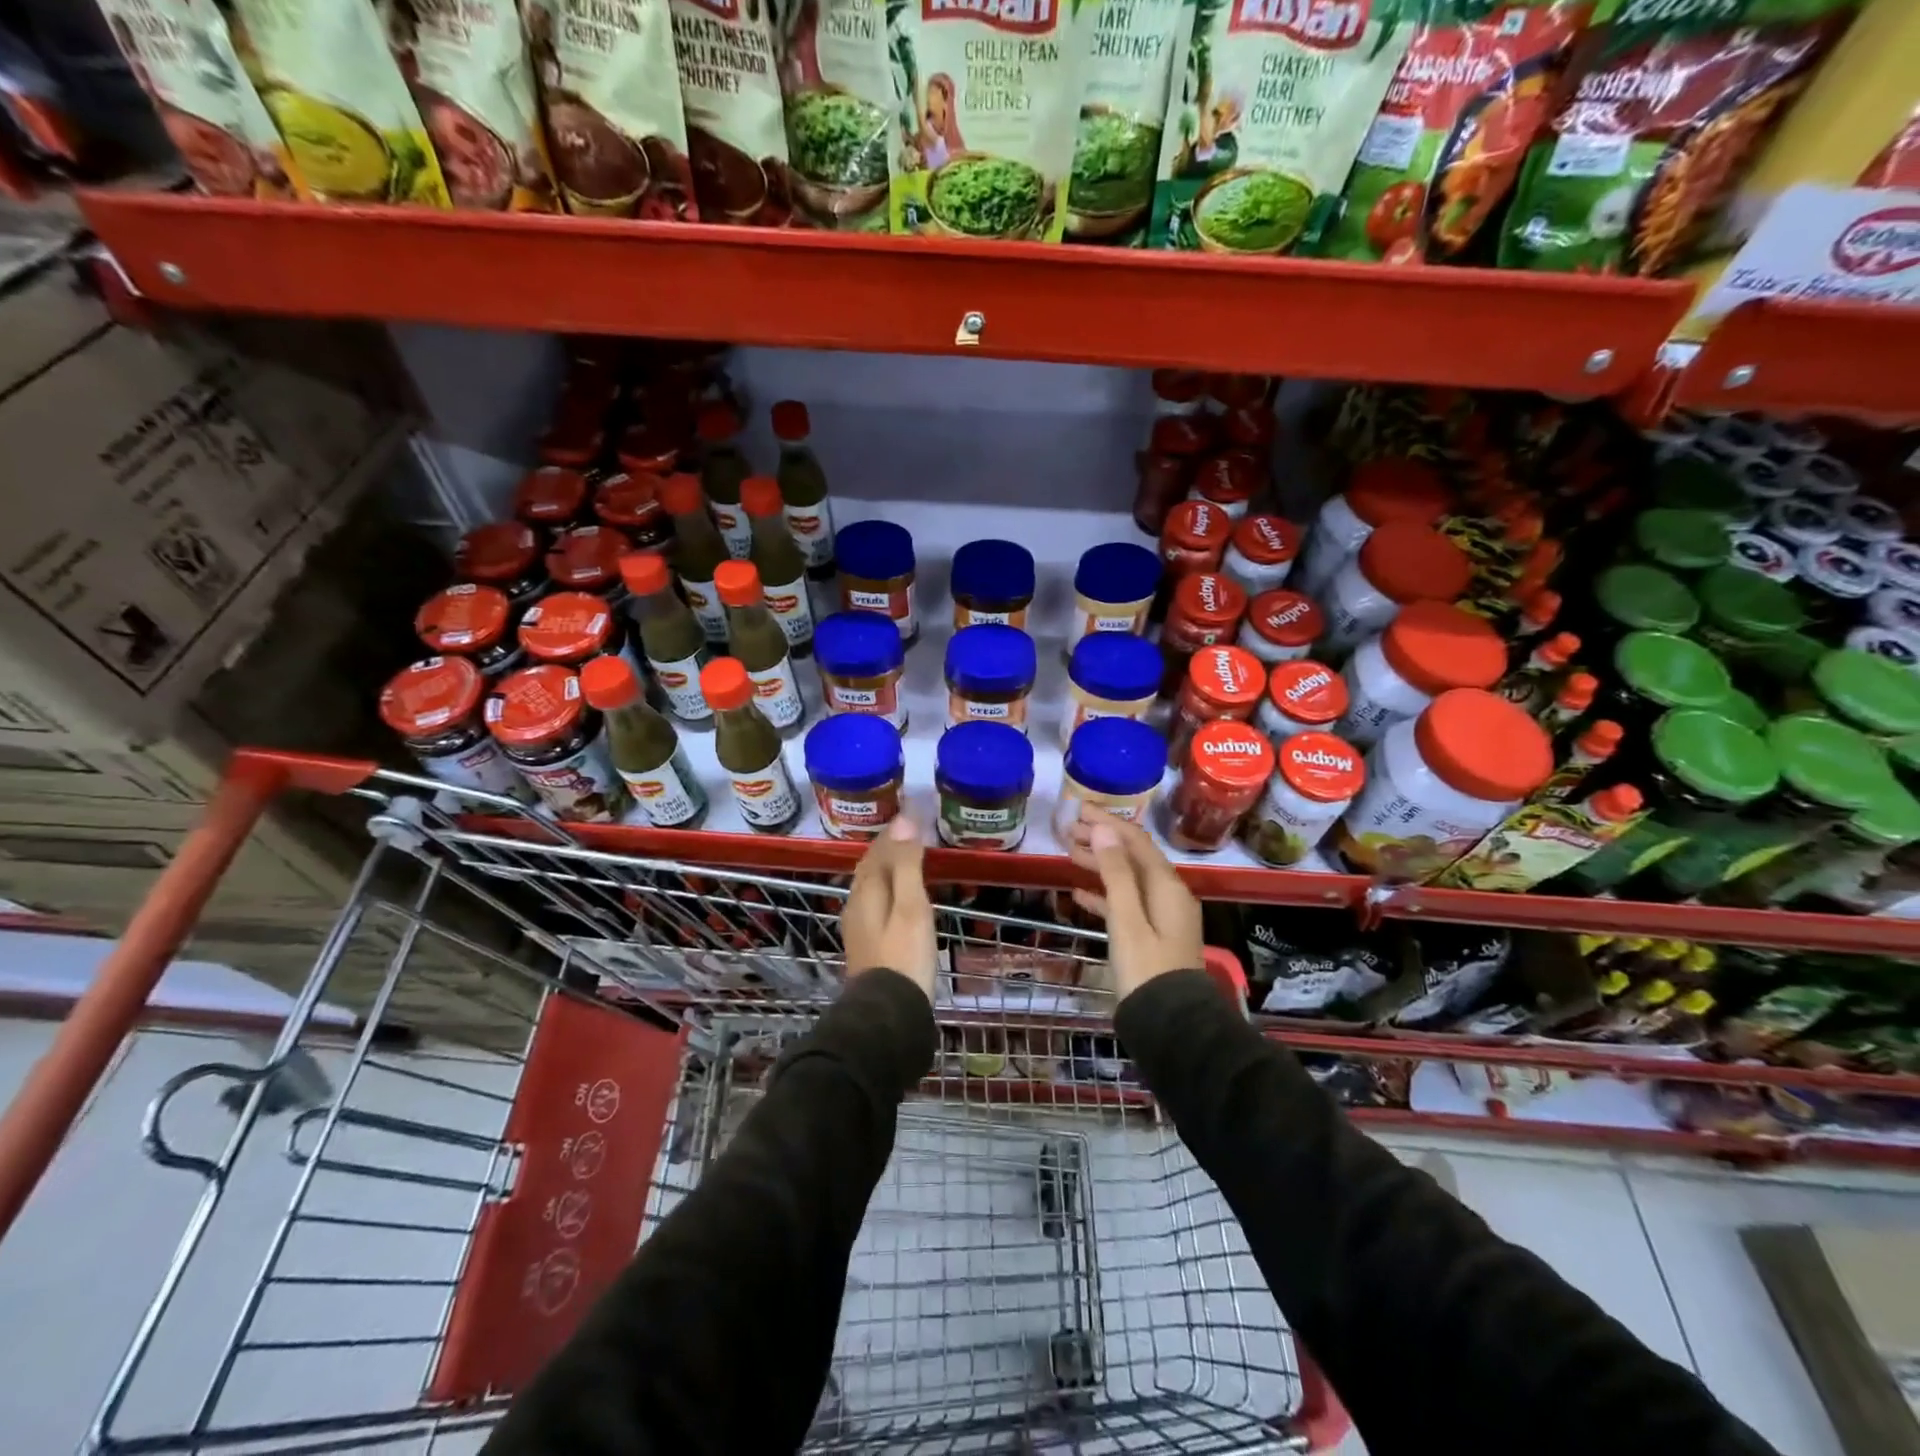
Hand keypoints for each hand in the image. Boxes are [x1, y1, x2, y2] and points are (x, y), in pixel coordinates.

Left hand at [842, 817, 935, 1001]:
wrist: (888, 1014)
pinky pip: (877, 905)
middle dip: (887, 849)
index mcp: (866, 892)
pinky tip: (901, 900)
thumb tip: (903, 820)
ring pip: (872, 888)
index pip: (877, 851)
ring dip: (888, 870)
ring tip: (908, 861)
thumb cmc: (904, 955)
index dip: (892, 832)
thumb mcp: (911, 906)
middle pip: (870, 869)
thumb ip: (907, 864)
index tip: (910, 814)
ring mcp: (860, 928)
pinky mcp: (869, 946)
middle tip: (910, 834)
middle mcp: (856, 905)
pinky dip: (890, 891)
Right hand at [1066, 807, 1203, 1004]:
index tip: (1078, 810)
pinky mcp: (1152, 934)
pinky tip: (1079, 895)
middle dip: (1101, 841)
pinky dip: (1104, 895)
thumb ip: (1115, 873)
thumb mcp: (1126, 919)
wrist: (1171, 1026)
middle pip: (1132, 857)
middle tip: (1067, 831)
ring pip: (1127, 879)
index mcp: (1166, 885)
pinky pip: (1126, 904)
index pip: (1135, 841)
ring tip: (1068, 854)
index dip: (1107, 823)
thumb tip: (1103, 830)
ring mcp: (1162, 915)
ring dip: (1100, 865)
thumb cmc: (1146, 969)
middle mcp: (1168, 893)